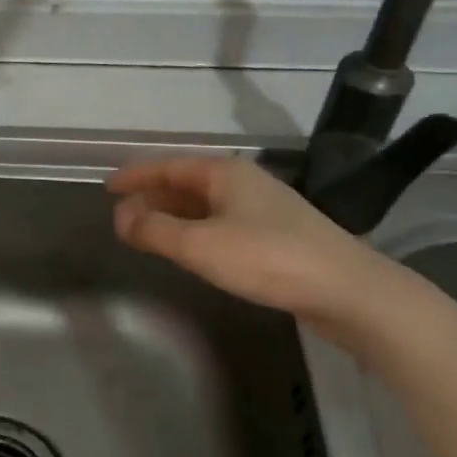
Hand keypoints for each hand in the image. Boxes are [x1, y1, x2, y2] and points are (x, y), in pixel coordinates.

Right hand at [106, 156, 399, 338]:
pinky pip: (222, 222)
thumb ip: (154, 230)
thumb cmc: (267, 258)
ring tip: (148, 231)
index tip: (108, 187)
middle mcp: (244, 182)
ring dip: (174, 215)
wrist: (348, 290)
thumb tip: (120, 218)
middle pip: (187, 182)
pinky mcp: (278, 235)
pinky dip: (196, 229)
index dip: (136, 176)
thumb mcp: (200, 245)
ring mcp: (264, 208)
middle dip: (153, 196)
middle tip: (123, 214)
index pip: (168, 165)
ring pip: (206, 204)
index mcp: (225, 173)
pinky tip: (192, 248)